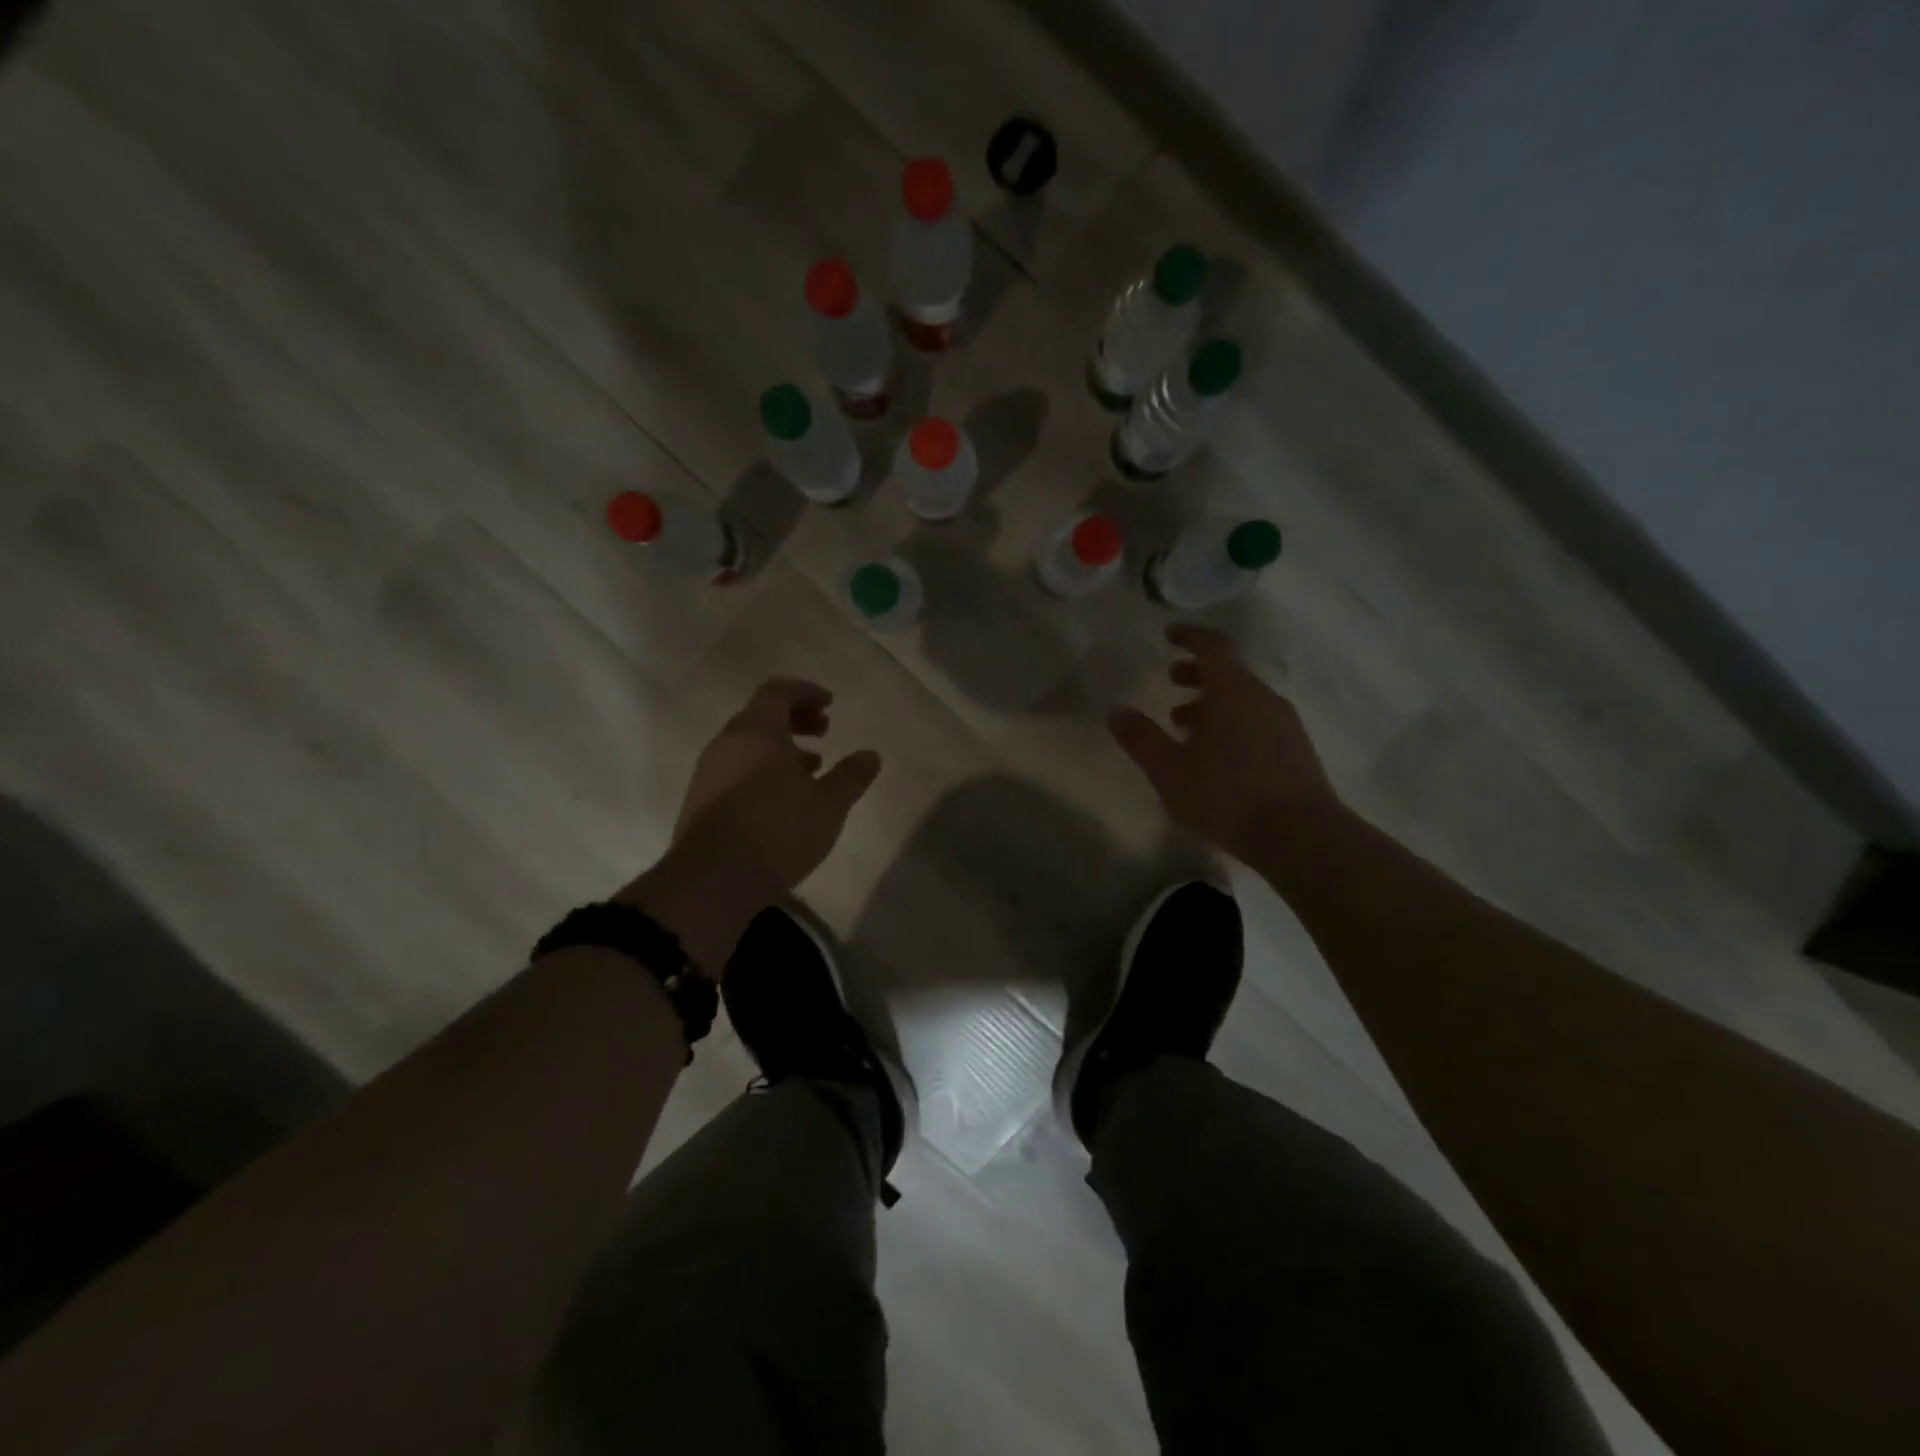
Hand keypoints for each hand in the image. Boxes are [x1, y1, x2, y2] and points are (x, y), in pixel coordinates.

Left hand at [670, 678, 882, 891]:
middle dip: (796, 718)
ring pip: (749, 745)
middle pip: (762, 715)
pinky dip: (764, 769)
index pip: (778, 691)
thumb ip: (851, 776)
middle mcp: (728, 743)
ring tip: (812, 767)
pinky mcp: (702, 800)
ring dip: (781, 747)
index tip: (830, 704)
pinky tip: (784, 797)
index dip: (806, 692)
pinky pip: (737, 768)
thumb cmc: (777, 830)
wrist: (712, 880)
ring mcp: (710, 772)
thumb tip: (871, 755)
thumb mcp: (828, 805)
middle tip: (825, 730)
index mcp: (756, 731)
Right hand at [1109, 624, 1340, 860]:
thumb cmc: (1227, 795)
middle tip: (1171, 680)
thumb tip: (1116, 711)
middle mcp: (1262, 698)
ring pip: (1243, 699)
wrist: (1301, 836)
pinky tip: (1216, 756)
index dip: (1189, 636)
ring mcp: (1284, 724)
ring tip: (1184, 725)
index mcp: (1232, 691)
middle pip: (1229, 672)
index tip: (1169, 635)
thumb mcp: (1169, 770)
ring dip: (1212, 703)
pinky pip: (1257, 722)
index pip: (1212, 645)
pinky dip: (1232, 723)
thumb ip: (1141, 739)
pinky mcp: (1296, 750)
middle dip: (1197, 673)